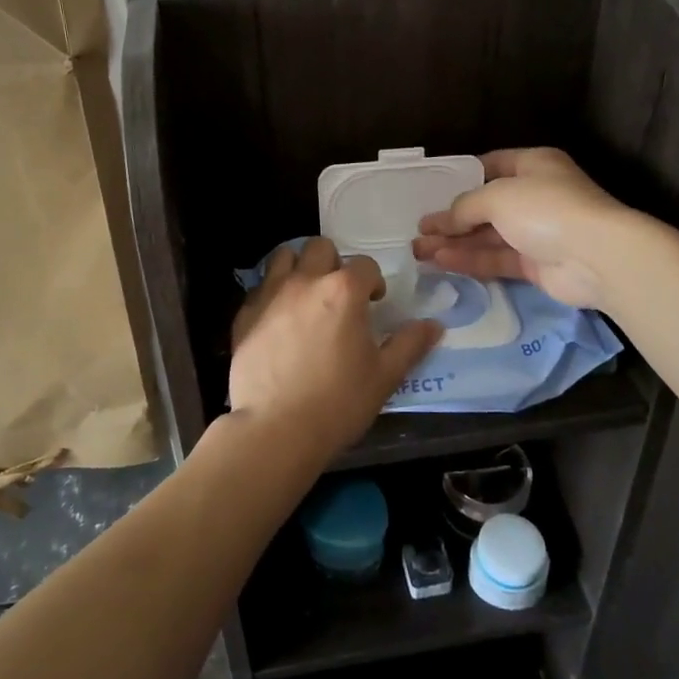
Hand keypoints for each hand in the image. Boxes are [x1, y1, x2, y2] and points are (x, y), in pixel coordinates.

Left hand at [227, 238, 441, 465]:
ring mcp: (270, 294)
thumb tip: (433, 325)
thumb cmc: (338, 402)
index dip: (373, 282)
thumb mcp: (384, 377)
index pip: (365, 265)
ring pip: (284, 257)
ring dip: (298, 267)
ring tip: (305, 295)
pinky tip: (278, 320)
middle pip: (320, 248)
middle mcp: (305, 281)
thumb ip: (409, 345)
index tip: (373, 303)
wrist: (275, 430)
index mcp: (343, 290)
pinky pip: (260, 287)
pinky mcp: (244, 314)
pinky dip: (272, 294)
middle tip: (338, 295)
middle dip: (333, 264)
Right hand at [413, 148, 631, 310]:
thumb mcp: (496, 196)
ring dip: (454, 242)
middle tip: (419, 229)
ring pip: (488, 235)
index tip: (432, 191)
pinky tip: (440, 261)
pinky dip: (470, 259)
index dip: (461, 177)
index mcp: (533, 165)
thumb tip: (441, 220)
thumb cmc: (546, 208)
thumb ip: (464, 207)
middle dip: (451, 218)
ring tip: (418, 250)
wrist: (597, 257)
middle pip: (485, 206)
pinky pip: (497, 258)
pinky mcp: (536, 264)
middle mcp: (535, 195)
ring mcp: (537, 232)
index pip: (491, 165)